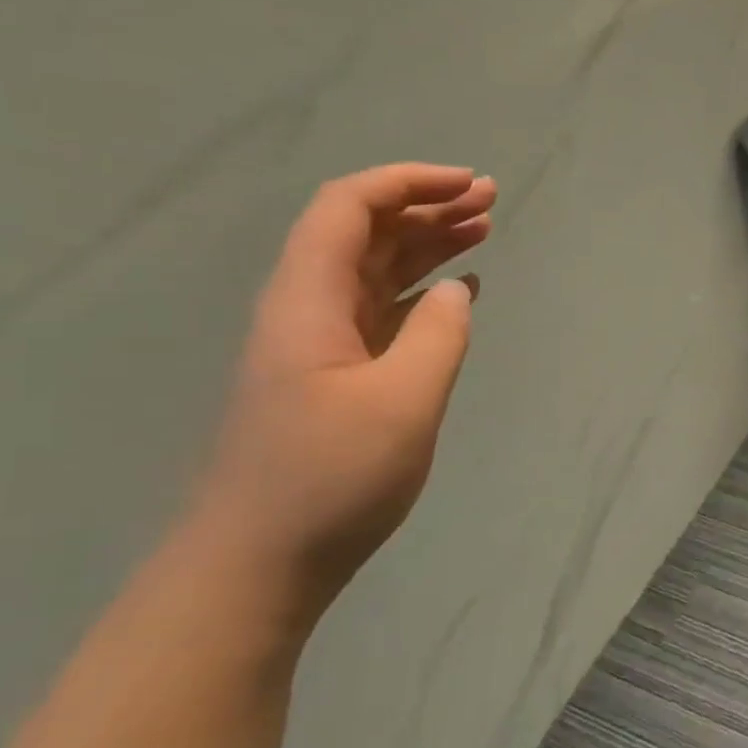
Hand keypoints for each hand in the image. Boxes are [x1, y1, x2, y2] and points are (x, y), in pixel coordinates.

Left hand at [183, 164, 496, 629]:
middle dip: (426, 207)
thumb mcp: (403, 401)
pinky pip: (380, 313)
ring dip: (426, 246)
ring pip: (374, 271)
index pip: (349, 208)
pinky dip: (420, 293)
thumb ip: (439, 334)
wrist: (257, 566)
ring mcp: (318, 346)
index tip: (469, 184)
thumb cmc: (329, 479)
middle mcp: (307, 310)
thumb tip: (455, 291)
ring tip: (483, 231)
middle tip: (490, 200)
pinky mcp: (333, 379)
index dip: (408, 182)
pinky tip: (455, 295)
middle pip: (364, 233)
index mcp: (309, 300)